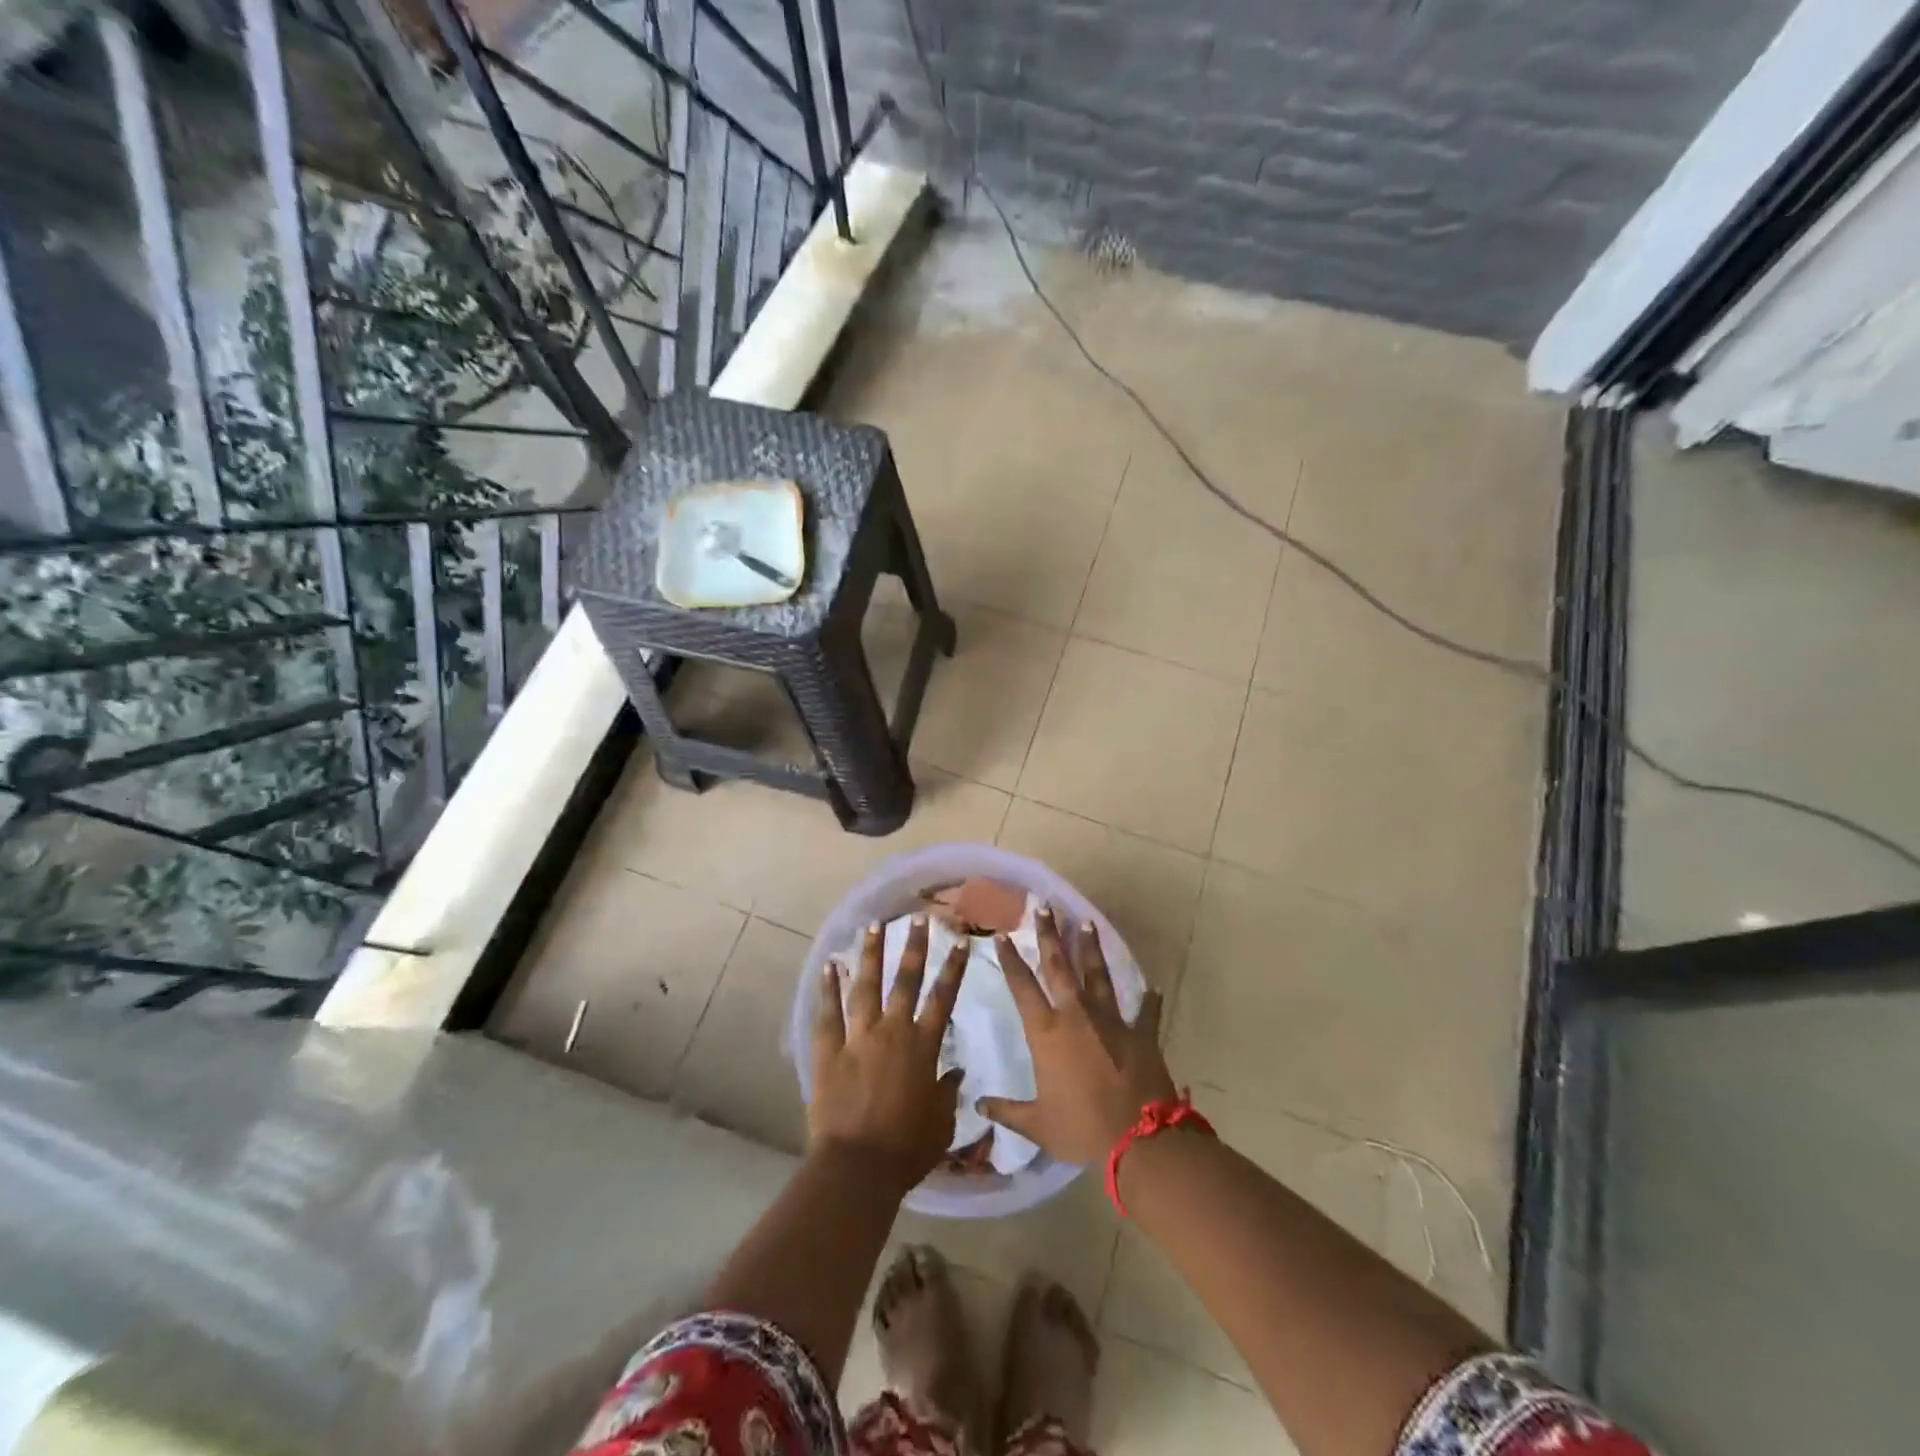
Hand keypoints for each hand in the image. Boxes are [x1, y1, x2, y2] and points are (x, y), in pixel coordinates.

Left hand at [810, 915, 967, 1189]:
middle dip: (914, 947)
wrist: (858, 1167)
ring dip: (870, 955)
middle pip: (905, 981)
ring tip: (873, 926)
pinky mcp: (828, 1051)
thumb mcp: (941, 1122)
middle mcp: (892, 1032)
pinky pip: (828, 1013)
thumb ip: (949, 1091)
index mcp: (922, 1046)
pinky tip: (829, 966)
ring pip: (865, 986)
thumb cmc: (907, 1149)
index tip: (960, 942)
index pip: (942, 998)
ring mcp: (857, 1038)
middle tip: (919, 919)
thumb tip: (957, 1069)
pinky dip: (828, 988)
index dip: (953, 969)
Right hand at [979, 907, 1174, 1164]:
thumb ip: (1008, 1111)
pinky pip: (1146, 1011)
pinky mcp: (1140, 1032)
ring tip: (1086, 922)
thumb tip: (978, 1106)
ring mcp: (1111, 1019)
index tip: (1002, 935)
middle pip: (1059, 965)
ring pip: (1097, 974)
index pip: (1022, 986)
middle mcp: (1076, 1015)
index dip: (1010, 960)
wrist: (1138, 1138)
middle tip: (1044, 906)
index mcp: (1047, 1032)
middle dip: (1049, 934)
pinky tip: (1152, 987)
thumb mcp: (1038, 1124)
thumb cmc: (1081, 1128)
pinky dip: (1149, 1000)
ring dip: (1091, 948)